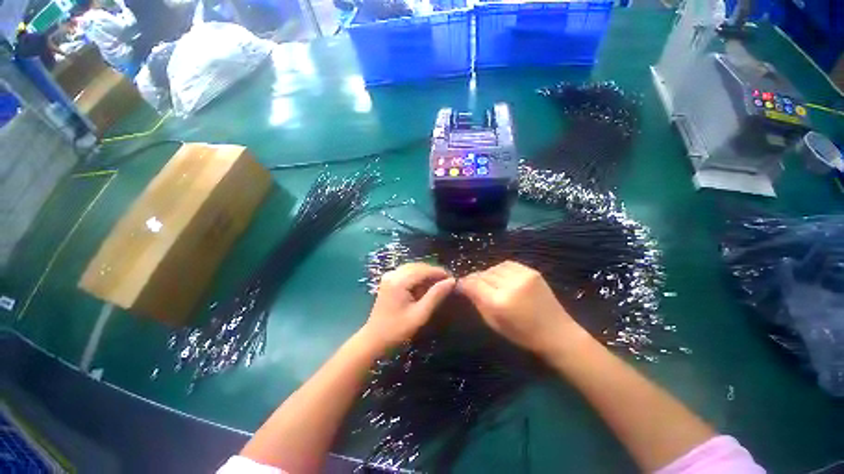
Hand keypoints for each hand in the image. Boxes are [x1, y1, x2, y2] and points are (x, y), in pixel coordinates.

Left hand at [361, 262, 454, 349]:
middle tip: (447, 282)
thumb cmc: (397, 330)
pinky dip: (418, 277)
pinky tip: (425, 286)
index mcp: (399, 281)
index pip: (424, 270)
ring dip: (427, 274)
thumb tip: (451, 281)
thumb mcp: (420, 314)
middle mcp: (393, 274)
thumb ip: (436, 295)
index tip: (453, 279)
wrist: (374, 339)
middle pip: (418, 266)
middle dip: (434, 272)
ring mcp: (389, 276)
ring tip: (439, 284)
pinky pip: (407, 272)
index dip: (440, 272)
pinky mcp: (388, 280)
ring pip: (413, 268)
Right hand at [457, 260, 585, 358]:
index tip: (461, 285)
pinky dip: (501, 270)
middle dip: (476, 279)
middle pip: (483, 274)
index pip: (473, 284)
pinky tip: (502, 278)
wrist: (557, 333)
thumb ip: (477, 302)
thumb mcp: (493, 323)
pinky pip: (508, 264)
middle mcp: (509, 285)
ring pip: (494, 267)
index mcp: (498, 302)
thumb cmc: (522, 335)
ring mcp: (522, 275)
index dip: (464, 283)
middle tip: (475, 286)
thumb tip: (463, 286)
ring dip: (489, 274)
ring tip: (490, 283)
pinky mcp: (531, 271)